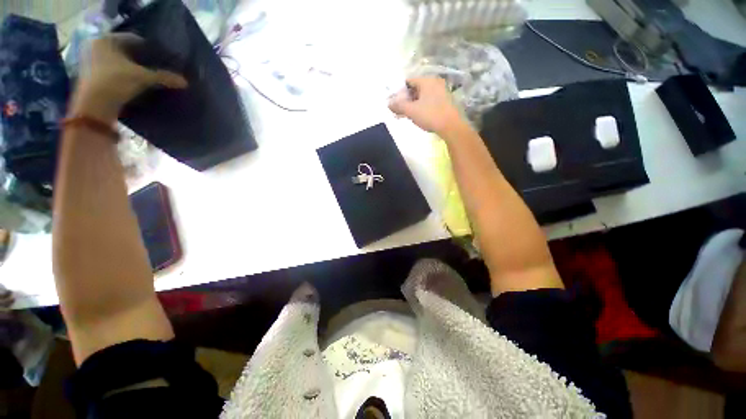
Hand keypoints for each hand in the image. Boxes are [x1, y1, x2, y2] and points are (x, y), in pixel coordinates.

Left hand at [70, 33, 187, 122]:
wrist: (93, 108)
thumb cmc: (115, 83)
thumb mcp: (143, 78)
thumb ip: (164, 77)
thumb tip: (184, 82)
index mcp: (107, 39)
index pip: (134, 39)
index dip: (150, 49)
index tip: (163, 59)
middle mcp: (96, 46)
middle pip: (125, 51)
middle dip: (141, 60)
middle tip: (158, 69)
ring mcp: (90, 61)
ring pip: (118, 62)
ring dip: (133, 70)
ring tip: (149, 79)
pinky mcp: (90, 77)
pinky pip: (112, 72)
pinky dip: (124, 77)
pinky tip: (135, 85)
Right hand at [389, 77, 465, 134]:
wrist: (451, 126)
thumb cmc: (430, 115)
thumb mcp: (411, 111)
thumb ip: (399, 106)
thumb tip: (389, 103)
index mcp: (427, 81)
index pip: (408, 81)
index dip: (399, 91)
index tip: (395, 102)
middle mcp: (435, 82)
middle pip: (416, 88)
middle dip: (406, 99)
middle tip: (400, 110)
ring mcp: (442, 91)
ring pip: (423, 95)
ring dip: (414, 104)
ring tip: (408, 115)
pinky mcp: (445, 101)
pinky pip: (429, 101)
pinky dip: (422, 106)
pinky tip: (419, 116)